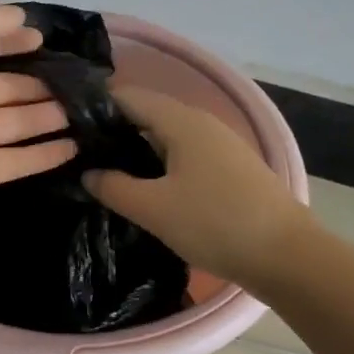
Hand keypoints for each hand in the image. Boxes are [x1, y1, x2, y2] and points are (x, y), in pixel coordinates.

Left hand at [0, 3, 77, 234]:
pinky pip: (10, 163)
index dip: (7, 41)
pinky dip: (40, 156)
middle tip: (78, 81)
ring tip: (84, 111)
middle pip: (0, 88)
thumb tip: (20, 15)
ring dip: (44, 117)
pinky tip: (72, 148)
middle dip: (36, 83)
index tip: (43, 39)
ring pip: (10, 125)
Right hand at [83, 86, 310, 289]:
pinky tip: (149, 189)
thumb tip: (89, 173)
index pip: (128, 97)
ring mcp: (221, 145)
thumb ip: (114, 187)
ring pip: (168, 136)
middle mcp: (202, 123)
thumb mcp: (153, 208)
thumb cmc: (214, 223)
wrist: (287, 255)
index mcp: (181, 121)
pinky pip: (185, 155)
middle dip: (114, 130)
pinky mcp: (232, 168)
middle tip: (80, 155)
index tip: (66, 127)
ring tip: (109, 173)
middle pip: (148, 114)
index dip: (95, 108)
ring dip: (138, 150)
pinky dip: (161, 163)